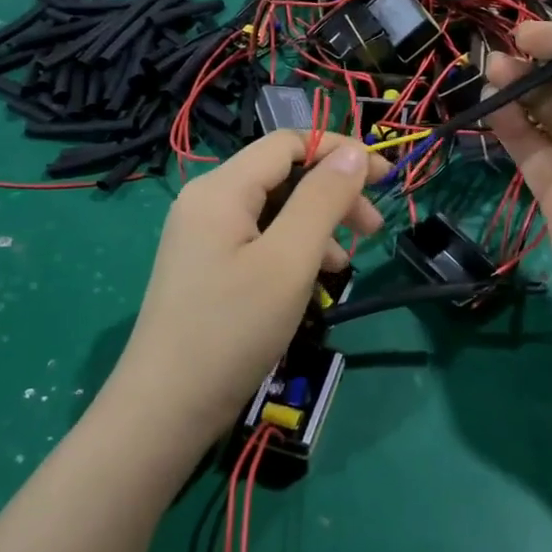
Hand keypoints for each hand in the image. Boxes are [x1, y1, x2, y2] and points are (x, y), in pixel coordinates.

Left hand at [111, 132, 387, 442]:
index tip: (384, 179)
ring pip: (274, 210)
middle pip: (282, 175)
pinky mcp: (206, 267)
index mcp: (221, 188)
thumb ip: (323, 200)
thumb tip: (354, 153)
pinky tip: (312, 282)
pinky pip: (259, 239)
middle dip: (332, 194)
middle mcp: (207, 201)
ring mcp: (203, 236)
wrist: (167, 409)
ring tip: (344, 265)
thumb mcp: (289, 260)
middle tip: (372, 229)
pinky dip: (293, 250)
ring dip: (317, 226)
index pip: (287, 143)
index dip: (339, 151)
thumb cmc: (232, 329)